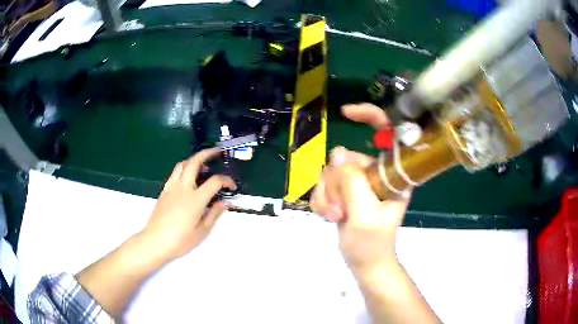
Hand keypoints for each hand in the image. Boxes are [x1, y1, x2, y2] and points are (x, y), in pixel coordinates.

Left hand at [141, 148, 236, 262]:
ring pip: (182, 164)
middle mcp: (183, 188)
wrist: (155, 242)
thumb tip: (224, 202)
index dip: (226, 180)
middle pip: (194, 162)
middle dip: (207, 154)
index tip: (232, 186)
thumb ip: (214, 214)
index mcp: (195, 199)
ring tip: (202, 166)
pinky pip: (175, 174)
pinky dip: (184, 170)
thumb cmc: (180, 240)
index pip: (215, 181)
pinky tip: (188, 180)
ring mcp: (171, 188)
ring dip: (194, 160)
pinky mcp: (164, 191)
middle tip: (216, 153)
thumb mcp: (202, 232)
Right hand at [310, 103, 410, 273]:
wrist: (363, 263)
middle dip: (336, 185)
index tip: (346, 113)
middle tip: (341, 211)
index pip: (387, 134)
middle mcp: (376, 173)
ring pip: (331, 172)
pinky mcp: (345, 190)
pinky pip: (324, 184)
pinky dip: (322, 201)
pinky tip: (329, 217)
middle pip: (346, 158)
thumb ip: (352, 184)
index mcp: (392, 175)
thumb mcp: (364, 216)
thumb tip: (337, 155)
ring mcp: (359, 181)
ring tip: (334, 217)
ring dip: (327, 196)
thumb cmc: (372, 245)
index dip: (370, 116)